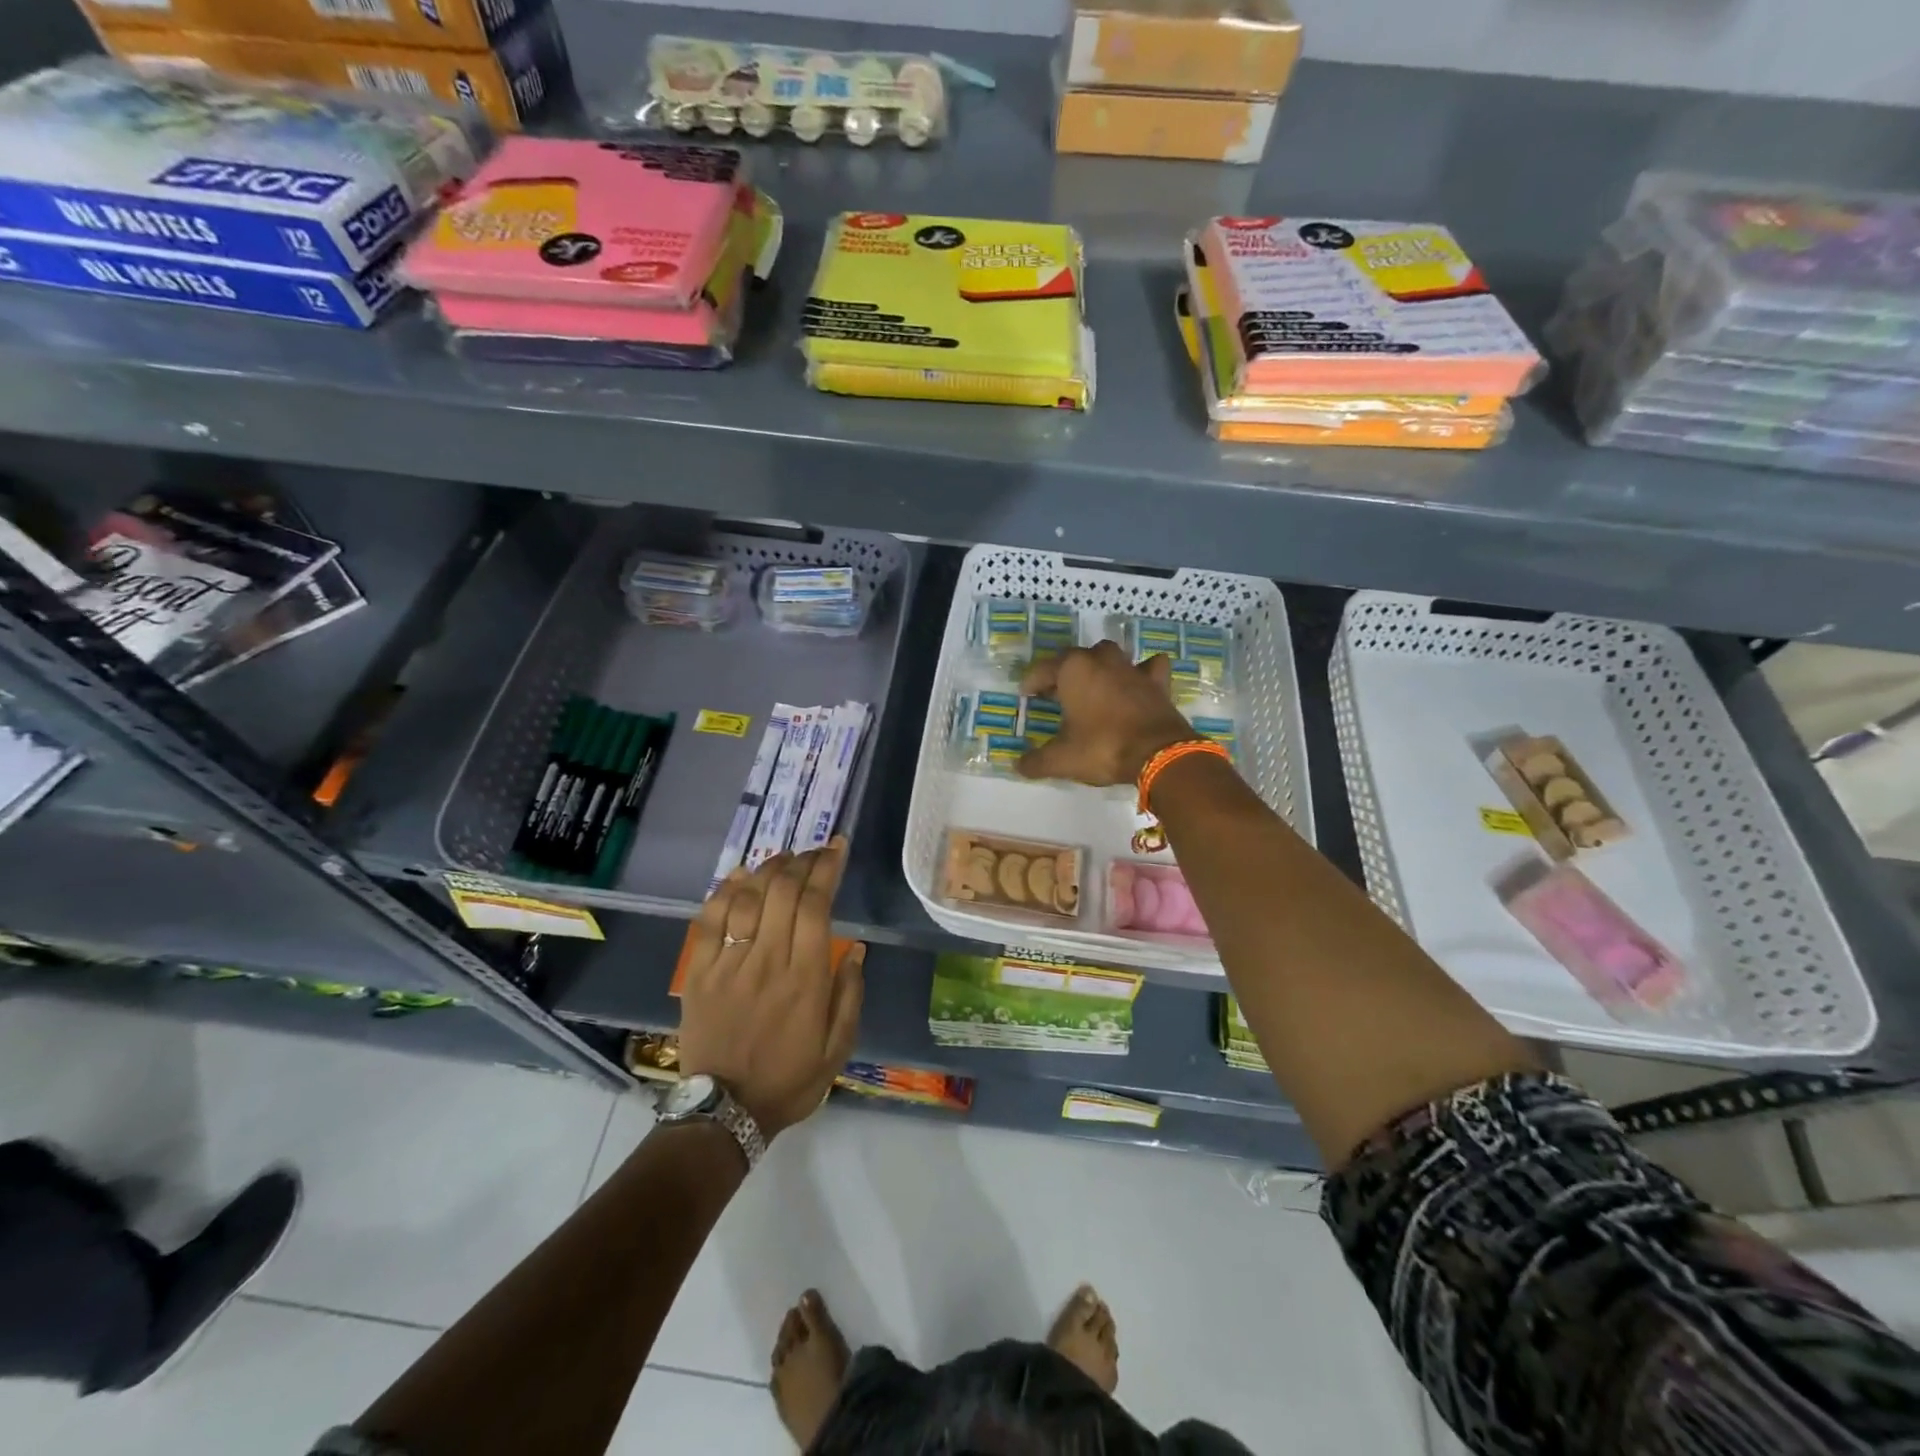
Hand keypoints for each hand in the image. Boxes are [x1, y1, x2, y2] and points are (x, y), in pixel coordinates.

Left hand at [677, 840, 865, 1139]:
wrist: (725, 1112)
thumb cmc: (789, 1080)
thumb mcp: (838, 1047)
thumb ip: (850, 994)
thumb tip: (859, 948)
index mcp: (806, 978)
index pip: (816, 905)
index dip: (827, 868)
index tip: (837, 847)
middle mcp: (768, 960)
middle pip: (783, 891)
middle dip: (802, 860)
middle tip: (813, 851)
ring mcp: (729, 964)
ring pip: (747, 898)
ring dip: (767, 869)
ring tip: (783, 858)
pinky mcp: (699, 973)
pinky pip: (709, 921)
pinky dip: (724, 891)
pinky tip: (738, 876)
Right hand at [1017, 640, 1197, 787]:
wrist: (1158, 753)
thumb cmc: (1102, 748)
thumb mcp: (1062, 759)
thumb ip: (1037, 762)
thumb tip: (1018, 766)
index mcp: (1073, 670)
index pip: (1043, 669)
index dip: (1031, 682)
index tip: (1025, 694)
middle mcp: (1101, 661)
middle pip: (1076, 657)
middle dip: (1064, 672)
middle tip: (1057, 693)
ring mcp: (1132, 669)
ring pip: (1110, 655)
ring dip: (1099, 666)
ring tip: (1093, 685)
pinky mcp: (1157, 682)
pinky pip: (1149, 667)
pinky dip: (1143, 671)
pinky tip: (1138, 681)